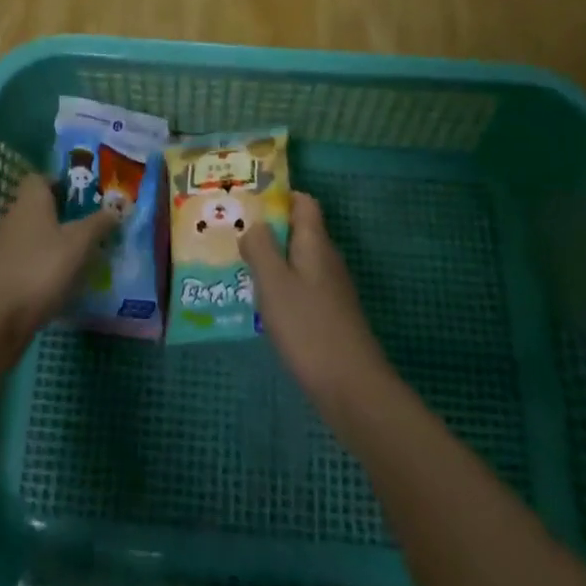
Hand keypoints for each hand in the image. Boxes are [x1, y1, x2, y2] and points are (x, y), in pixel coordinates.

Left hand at [0, 175, 114, 355]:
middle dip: (64, 215)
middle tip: (92, 226)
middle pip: (39, 207)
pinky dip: (44, 266)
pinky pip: (28, 260)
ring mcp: (4, 246)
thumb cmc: (41, 268)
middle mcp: (14, 216)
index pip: (42, 178)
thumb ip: (99, 223)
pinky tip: (62, 281)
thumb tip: (117, 207)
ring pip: (34, 235)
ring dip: (55, 242)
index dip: (63, 184)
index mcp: (31, 199)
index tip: (85, 197)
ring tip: (83, 255)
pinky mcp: (2, 274)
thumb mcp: (79, 243)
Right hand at [242, 192, 393, 413]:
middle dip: (269, 231)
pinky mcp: (331, 316)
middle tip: (233, 237)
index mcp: (315, 242)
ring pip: (299, 261)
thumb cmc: (308, 327)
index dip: (279, 197)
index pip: (303, 202)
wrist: (352, 389)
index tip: (248, 204)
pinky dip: (282, 288)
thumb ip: (260, 247)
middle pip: (299, 231)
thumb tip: (255, 224)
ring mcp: (332, 289)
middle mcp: (327, 259)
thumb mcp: (274, 282)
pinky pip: (302, 288)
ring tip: (240, 269)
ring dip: (273, 261)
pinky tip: (263, 306)